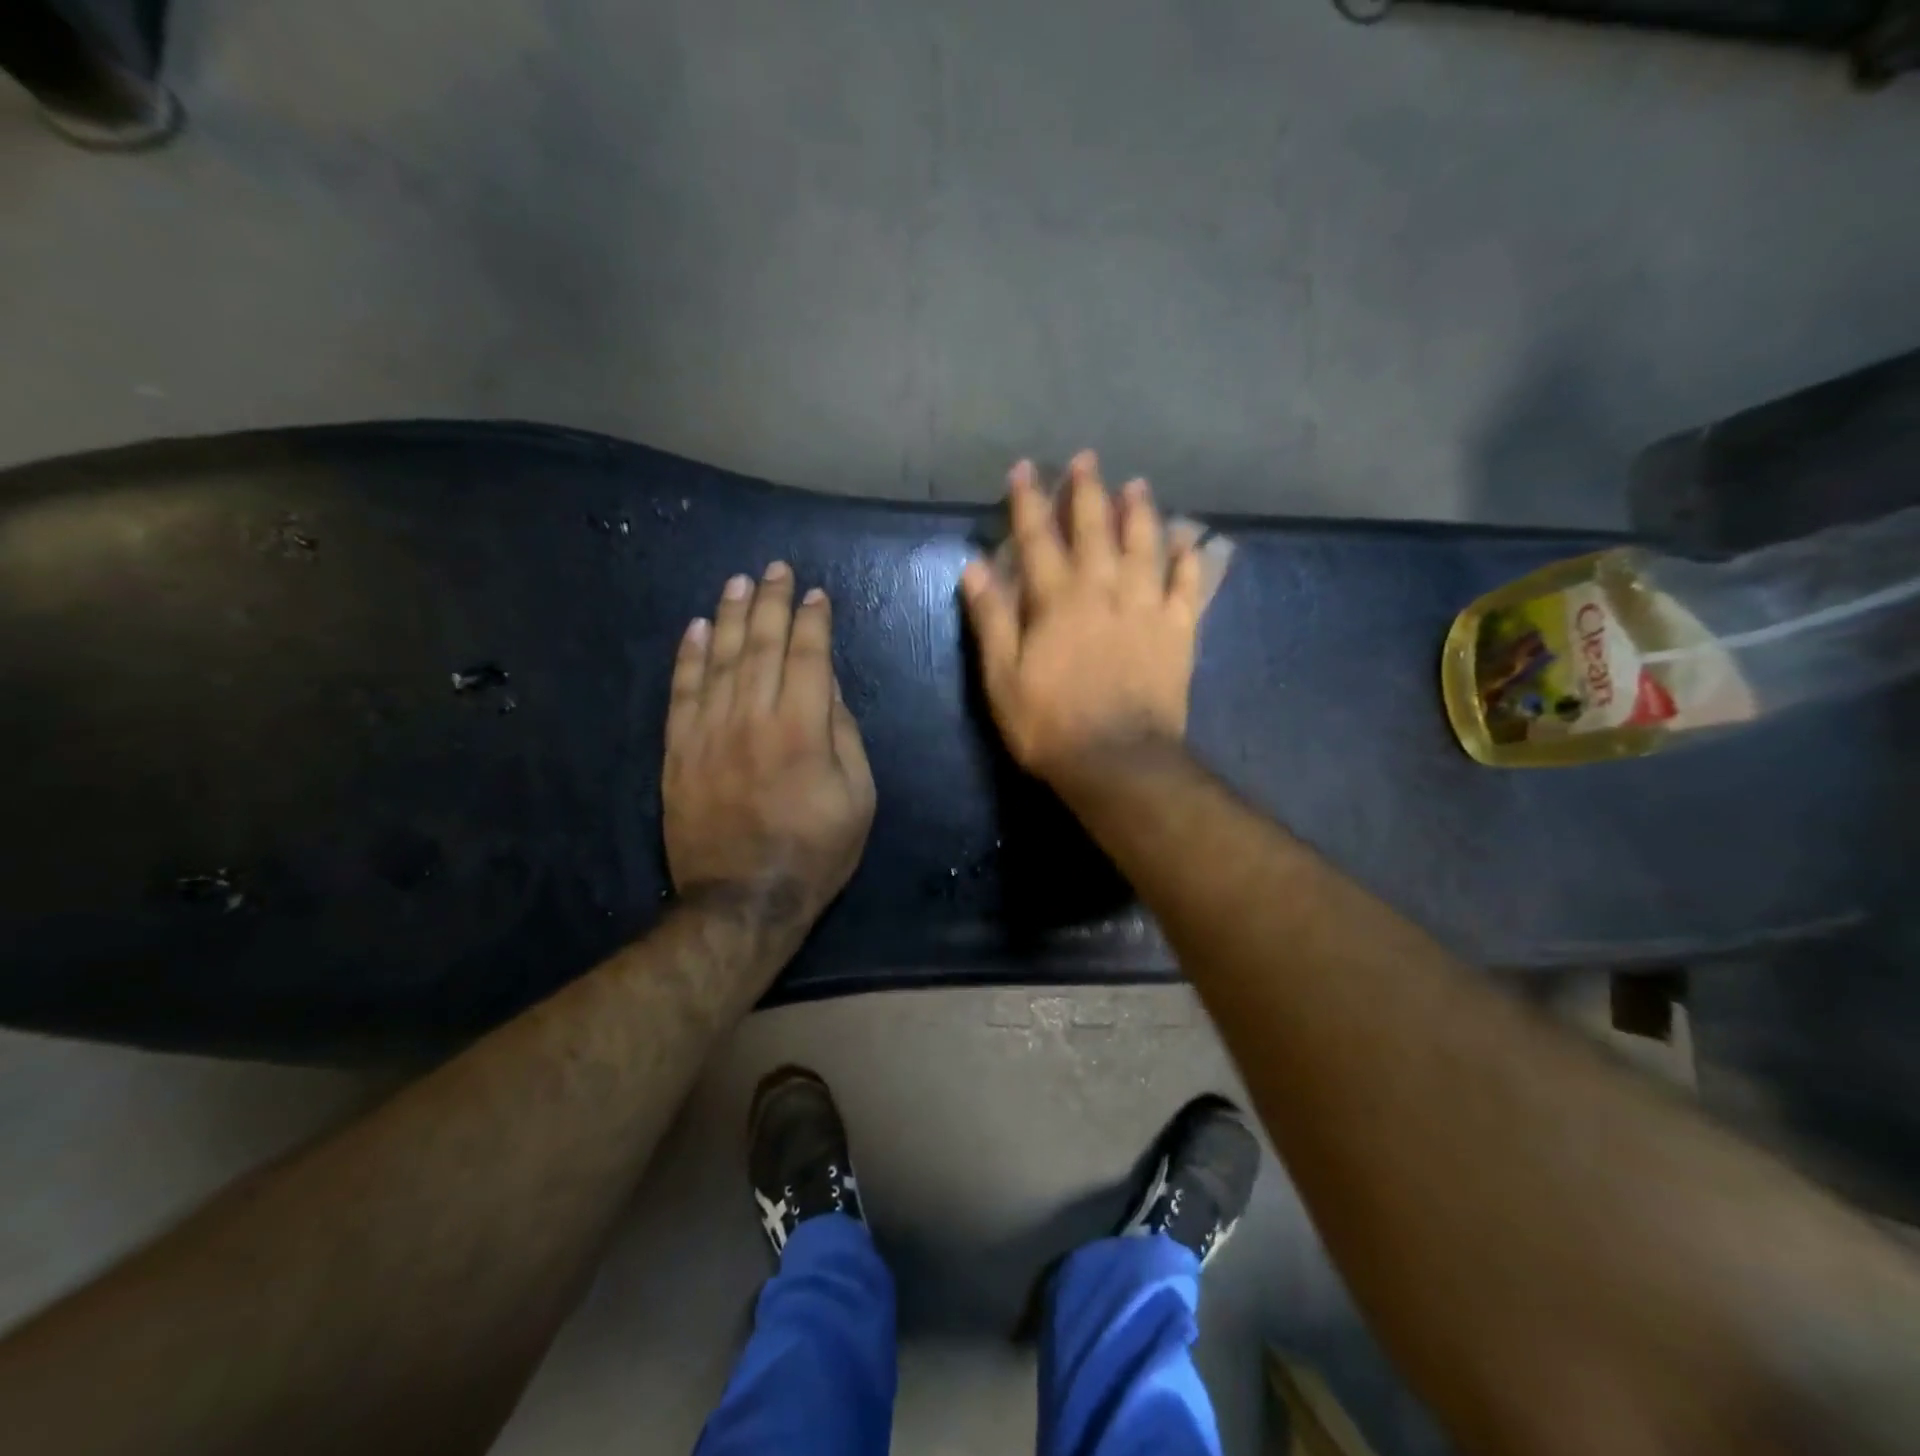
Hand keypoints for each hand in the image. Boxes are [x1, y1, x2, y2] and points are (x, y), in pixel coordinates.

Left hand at [664, 562, 875, 939]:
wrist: (743, 899)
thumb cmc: (816, 851)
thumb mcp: (858, 797)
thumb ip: (844, 734)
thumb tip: (829, 687)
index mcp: (803, 728)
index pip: (809, 656)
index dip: (813, 621)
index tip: (816, 594)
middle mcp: (753, 717)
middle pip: (761, 645)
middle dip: (771, 602)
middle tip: (775, 568)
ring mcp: (709, 731)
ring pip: (718, 659)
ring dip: (728, 616)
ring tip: (738, 582)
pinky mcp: (678, 750)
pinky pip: (681, 692)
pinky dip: (687, 656)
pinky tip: (694, 628)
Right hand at [960, 452, 1202, 787]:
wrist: (1120, 761)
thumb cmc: (1050, 725)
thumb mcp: (1002, 679)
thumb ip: (991, 619)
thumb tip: (974, 567)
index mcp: (1057, 600)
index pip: (1038, 538)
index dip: (1028, 501)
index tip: (1023, 468)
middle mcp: (1104, 590)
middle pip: (1096, 529)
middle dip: (1088, 491)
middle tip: (1087, 459)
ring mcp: (1147, 608)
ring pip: (1145, 546)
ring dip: (1140, 512)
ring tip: (1137, 485)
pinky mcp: (1178, 631)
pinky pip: (1187, 584)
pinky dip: (1188, 557)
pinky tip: (1188, 537)